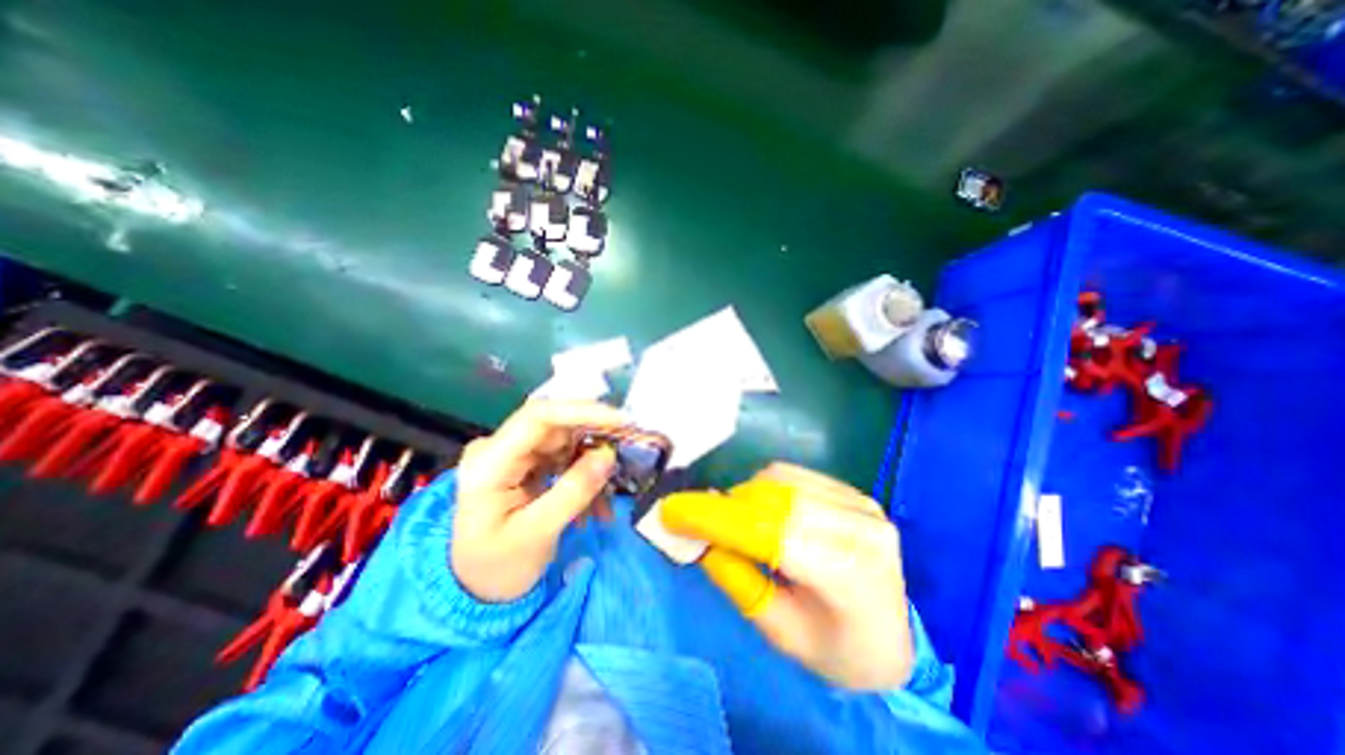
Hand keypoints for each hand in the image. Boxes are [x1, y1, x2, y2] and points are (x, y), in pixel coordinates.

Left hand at [449, 400, 622, 602]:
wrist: (476, 588)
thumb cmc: (497, 567)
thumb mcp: (536, 534)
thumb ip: (573, 492)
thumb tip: (608, 455)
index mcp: (489, 462)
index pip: (537, 417)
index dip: (582, 411)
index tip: (621, 421)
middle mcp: (499, 447)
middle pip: (556, 425)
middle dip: (596, 437)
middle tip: (629, 449)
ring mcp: (514, 454)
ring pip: (566, 441)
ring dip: (593, 463)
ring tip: (607, 498)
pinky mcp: (528, 463)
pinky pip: (565, 457)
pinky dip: (585, 475)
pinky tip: (595, 505)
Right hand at [662, 463, 913, 687]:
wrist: (891, 637)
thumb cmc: (839, 650)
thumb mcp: (782, 634)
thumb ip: (740, 582)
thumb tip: (703, 540)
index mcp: (851, 575)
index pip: (770, 534)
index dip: (716, 519)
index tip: (672, 512)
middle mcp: (861, 526)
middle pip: (772, 501)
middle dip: (723, 507)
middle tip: (690, 519)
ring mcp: (860, 502)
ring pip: (779, 480)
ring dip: (742, 496)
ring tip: (728, 521)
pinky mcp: (852, 491)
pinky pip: (792, 475)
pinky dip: (763, 487)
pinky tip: (758, 510)